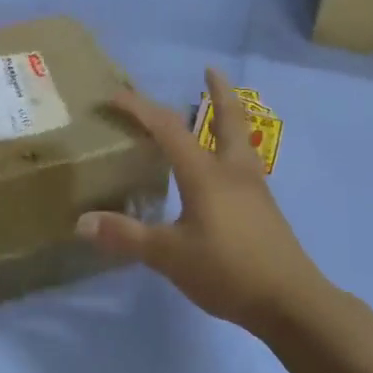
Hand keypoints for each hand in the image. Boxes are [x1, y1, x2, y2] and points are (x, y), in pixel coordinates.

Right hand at [78, 68, 330, 336]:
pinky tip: (222, 169)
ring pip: (240, 140)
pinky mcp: (264, 209)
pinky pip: (244, 164)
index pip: (168, 129)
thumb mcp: (169, 255)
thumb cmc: (228, 270)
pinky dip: (230, 148)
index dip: (140, 109)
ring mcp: (254, 189)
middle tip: (210, 70)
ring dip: (227, 118)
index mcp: (206, 174)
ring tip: (215, 111)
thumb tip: (82, 222)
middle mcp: (233, 171)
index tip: (115, 96)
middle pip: (228, 119)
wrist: (291, 301)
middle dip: (219, 92)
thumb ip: (126, 236)